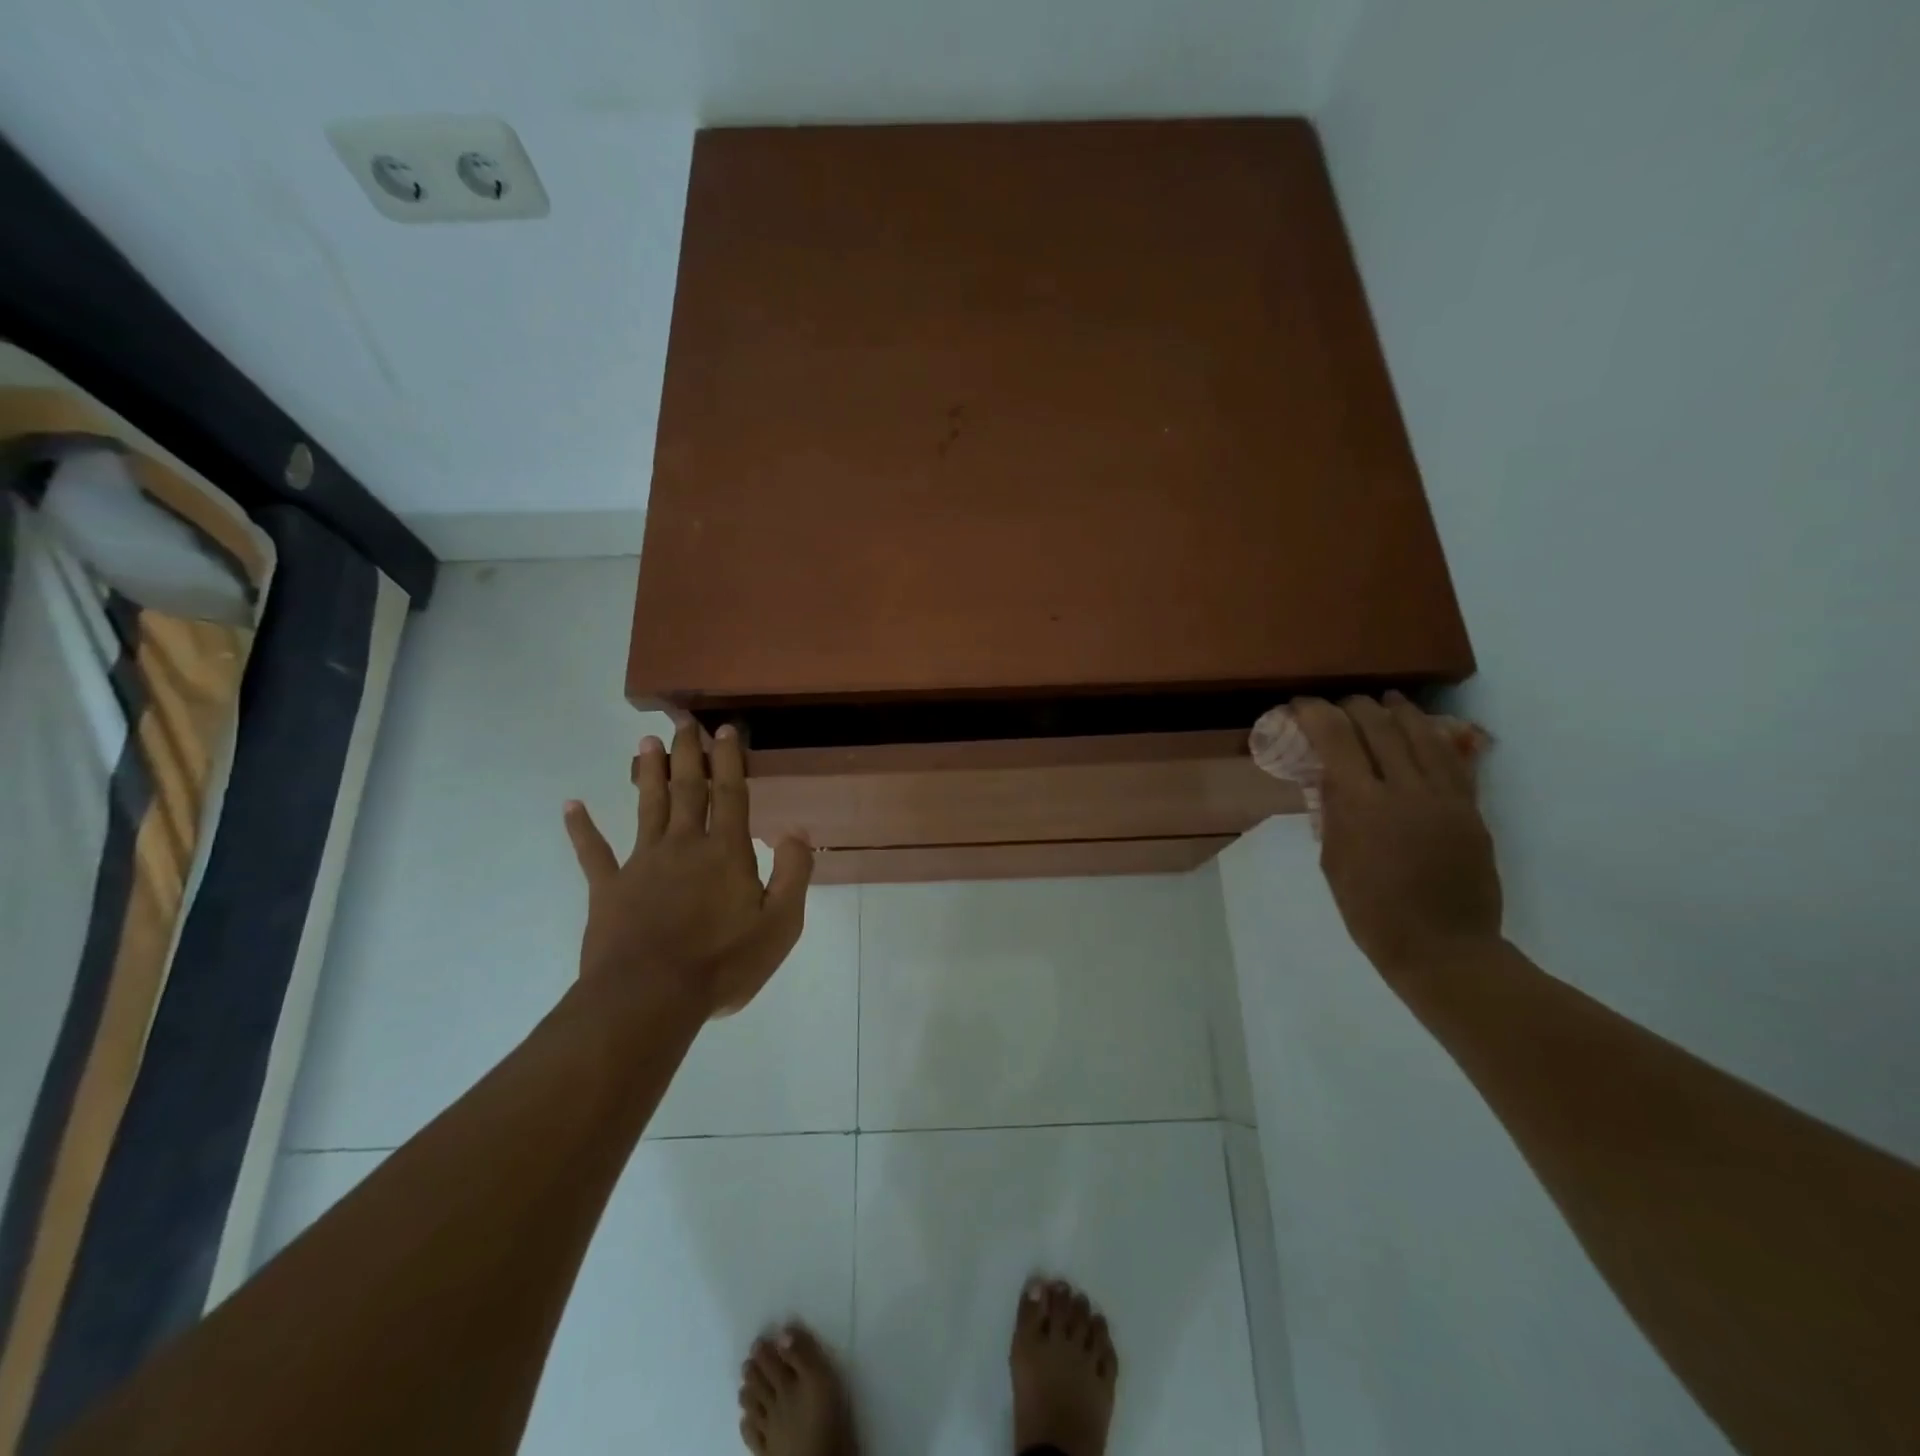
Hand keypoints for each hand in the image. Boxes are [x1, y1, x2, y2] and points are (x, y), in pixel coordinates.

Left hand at [563, 722, 812, 1017]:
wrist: (649, 998)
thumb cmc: (723, 963)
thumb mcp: (780, 925)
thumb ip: (793, 873)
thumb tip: (798, 831)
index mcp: (726, 852)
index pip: (730, 794)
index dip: (729, 760)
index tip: (725, 730)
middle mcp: (684, 845)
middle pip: (687, 789)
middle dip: (688, 754)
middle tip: (684, 721)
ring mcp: (642, 864)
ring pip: (647, 807)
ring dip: (647, 773)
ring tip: (646, 742)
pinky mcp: (609, 889)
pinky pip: (593, 853)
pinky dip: (581, 829)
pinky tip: (571, 805)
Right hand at [1295, 694, 1503, 980]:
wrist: (1443, 948)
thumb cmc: (1371, 912)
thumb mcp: (1333, 861)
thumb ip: (1334, 812)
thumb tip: (1331, 776)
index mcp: (1363, 806)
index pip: (1337, 739)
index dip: (1316, 713)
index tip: (1301, 704)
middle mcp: (1406, 790)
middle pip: (1380, 726)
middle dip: (1355, 707)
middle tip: (1339, 705)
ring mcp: (1445, 798)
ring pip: (1422, 735)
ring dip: (1399, 711)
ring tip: (1385, 700)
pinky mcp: (1471, 810)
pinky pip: (1454, 760)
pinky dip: (1434, 738)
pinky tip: (1424, 730)